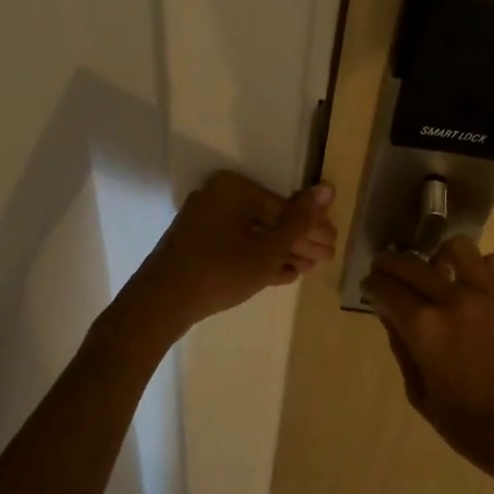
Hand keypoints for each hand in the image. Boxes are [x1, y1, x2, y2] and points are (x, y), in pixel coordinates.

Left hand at [130, 171, 336, 332]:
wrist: (160, 304)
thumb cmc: (219, 271)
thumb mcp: (267, 250)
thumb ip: (299, 221)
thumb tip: (327, 189)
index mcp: (233, 188)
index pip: (283, 206)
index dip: (311, 227)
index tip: (333, 244)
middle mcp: (217, 197)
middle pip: (268, 219)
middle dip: (298, 241)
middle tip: (326, 258)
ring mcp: (205, 222)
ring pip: (253, 235)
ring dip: (282, 252)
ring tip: (309, 269)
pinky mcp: (198, 245)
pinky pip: (236, 247)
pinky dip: (259, 259)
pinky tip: (284, 274)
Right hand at [362, 237, 493, 493]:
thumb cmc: (476, 429)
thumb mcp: (424, 398)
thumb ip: (403, 351)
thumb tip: (391, 318)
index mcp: (426, 330)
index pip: (387, 289)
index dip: (372, 285)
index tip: (369, 286)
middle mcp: (455, 301)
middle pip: (412, 264)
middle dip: (391, 264)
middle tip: (385, 271)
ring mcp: (490, 294)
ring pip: (457, 248)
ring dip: (438, 257)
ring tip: (436, 273)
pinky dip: (478, 267)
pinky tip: (474, 286)